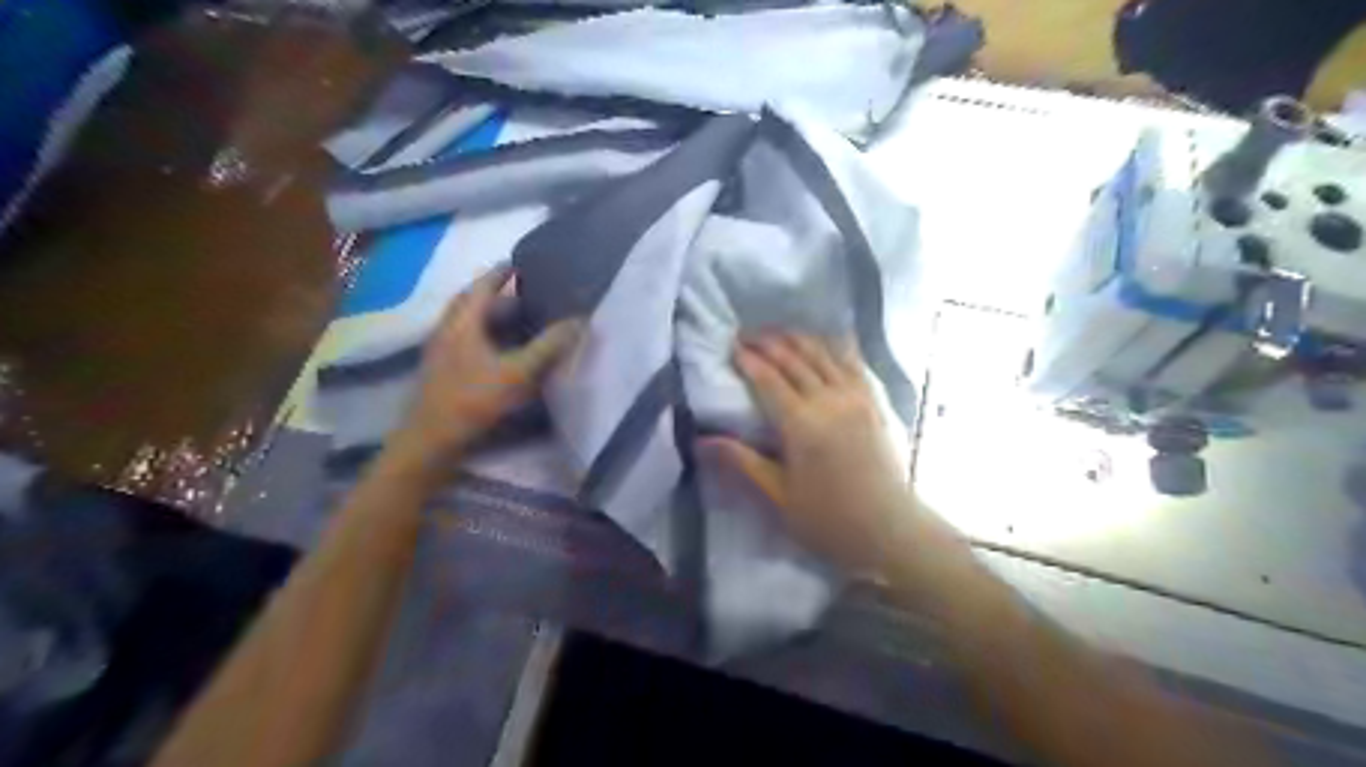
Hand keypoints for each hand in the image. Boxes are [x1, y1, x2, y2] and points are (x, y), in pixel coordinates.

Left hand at [395, 268, 586, 471]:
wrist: (431, 440)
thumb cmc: (474, 400)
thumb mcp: (518, 373)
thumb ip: (549, 346)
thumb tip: (578, 321)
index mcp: (462, 322)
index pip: (482, 286)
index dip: (501, 273)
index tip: (520, 263)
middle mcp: (447, 330)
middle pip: (470, 302)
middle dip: (495, 293)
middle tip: (522, 291)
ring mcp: (440, 351)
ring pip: (466, 323)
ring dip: (489, 315)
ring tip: (516, 317)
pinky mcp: (441, 370)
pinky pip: (465, 340)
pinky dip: (484, 335)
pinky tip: (500, 349)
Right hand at [710, 333, 909, 571]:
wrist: (889, 529)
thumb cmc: (828, 519)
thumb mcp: (778, 495)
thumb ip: (742, 461)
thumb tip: (701, 441)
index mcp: (801, 424)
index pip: (768, 379)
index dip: (748, 360)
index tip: (730, 346)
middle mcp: (829, 400)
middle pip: (794, 359)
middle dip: (767, 342)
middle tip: (745, 334)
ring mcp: (856, 397)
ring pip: (822, 353)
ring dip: (797, 338)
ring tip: (776, 332)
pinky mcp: (874, 401)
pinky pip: (853, 361)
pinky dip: (835, 345)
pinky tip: (826, 337)